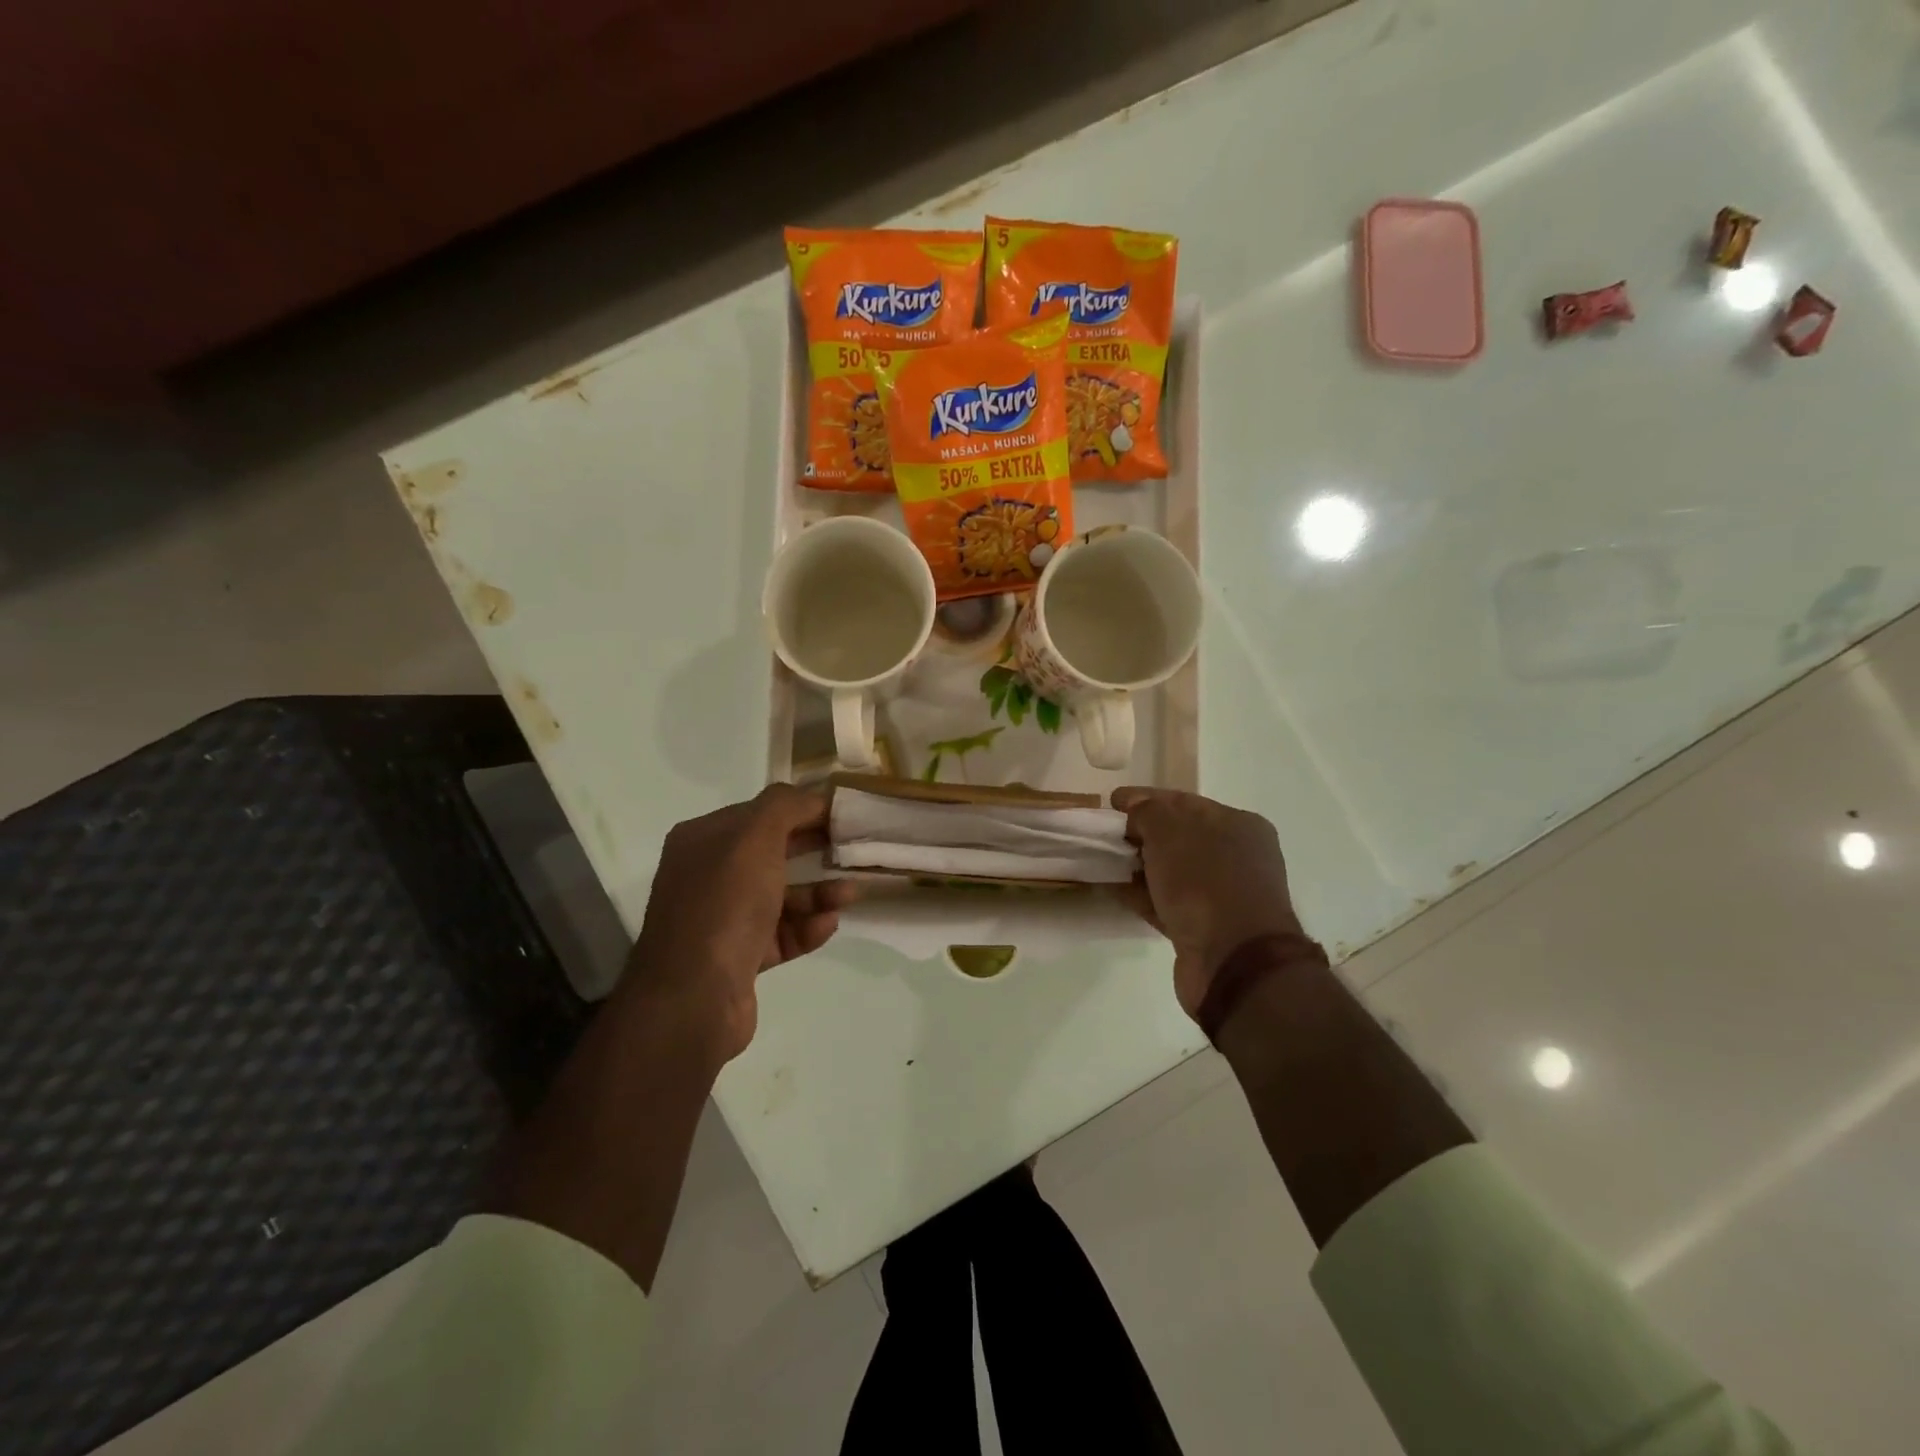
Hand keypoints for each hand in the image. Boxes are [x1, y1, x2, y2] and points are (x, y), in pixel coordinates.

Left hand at [622, 784, 857, 1061]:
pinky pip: (780, 934)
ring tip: (850, 894)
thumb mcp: (755, 837)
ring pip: (780, 896)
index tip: (844, 815)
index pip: (760, 813)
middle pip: (772, 853)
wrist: (693, 997)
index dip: (803, 810)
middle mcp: (708, 875)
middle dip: (815, 850)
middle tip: (854, 849)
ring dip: (818, 893)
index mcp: (703, 839)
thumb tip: (813, 798)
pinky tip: (828, 925)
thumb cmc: (724, 904)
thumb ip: (785, 806)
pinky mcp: (738, 958)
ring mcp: (721, 919)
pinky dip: (806, 928)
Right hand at [1111, 787, 1304, 1018]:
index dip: (1145, 798)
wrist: (1233, 961)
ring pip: (1172, 871)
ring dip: (1138, 866)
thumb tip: (1135, 811)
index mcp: (1237, 824)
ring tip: (1101, 861)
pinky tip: (1113, 890)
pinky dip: (1142, 894)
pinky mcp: (1205, 928)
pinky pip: (1167, 902)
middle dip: (1140, 833)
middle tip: (1104, 834)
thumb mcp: (1169, 831)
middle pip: (1178, 836)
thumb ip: (1147, 811)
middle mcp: (1236, 856)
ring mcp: (1222, 895)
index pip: (1183, 802)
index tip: (1111, 801)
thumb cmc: (1205, 881)